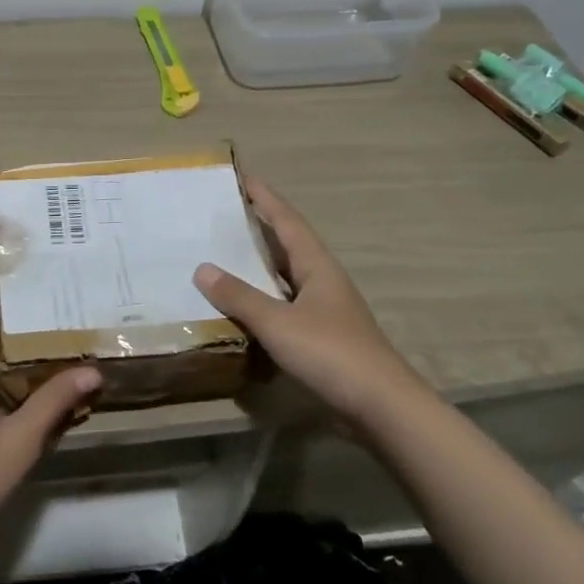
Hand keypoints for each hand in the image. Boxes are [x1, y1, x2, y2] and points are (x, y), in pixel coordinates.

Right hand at [194, 180, 419, 425]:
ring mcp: (325, 309)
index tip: (242, 176)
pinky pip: (285, 304)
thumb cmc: (331, 353)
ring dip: (259, 264)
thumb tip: (202, 268)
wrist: (382, 407)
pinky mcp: (323, 336)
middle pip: (287, 244)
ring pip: (285, 276)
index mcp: (316, 265)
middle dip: (258, 227)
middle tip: (223, 214)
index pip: (286, 220)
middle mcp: (322, 279)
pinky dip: (263, 298)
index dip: (265, 198)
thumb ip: (239, 296)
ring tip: (225, 253)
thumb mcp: (278, 323)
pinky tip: (244, 305)